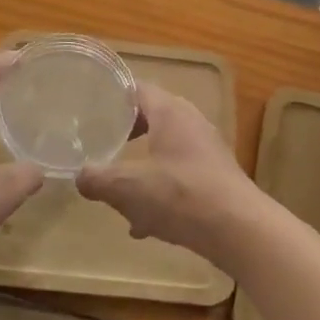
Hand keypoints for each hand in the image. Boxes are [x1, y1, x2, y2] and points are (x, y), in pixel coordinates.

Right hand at [77, 82, 268, 262]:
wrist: (239, 230)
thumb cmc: (180, 195)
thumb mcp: (126, 188)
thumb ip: (96, 179)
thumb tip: (79, 176)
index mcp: (170, 112)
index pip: (136, 89)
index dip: (111, 96)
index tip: (88, 107)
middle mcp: (191, 123)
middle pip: (150, 119)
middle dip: (124, 135)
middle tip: (98, 145)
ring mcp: (206, 150)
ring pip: (163, 151)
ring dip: (141, 169)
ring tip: (117, 192)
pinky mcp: (215, 177)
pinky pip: (179, 176)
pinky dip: (159, 192)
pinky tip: (145, 224)